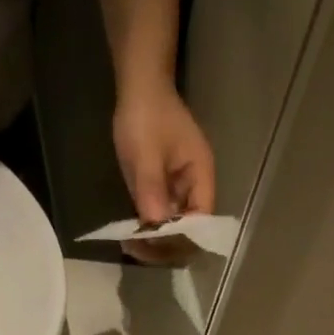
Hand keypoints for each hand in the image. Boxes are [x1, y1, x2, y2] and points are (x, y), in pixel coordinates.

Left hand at [112, 84, 214, 263]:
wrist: (139, 84)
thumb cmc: (146, 112)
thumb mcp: (146, 152)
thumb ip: (152, 188)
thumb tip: (155, 227)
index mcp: (202, 177)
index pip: (201, 222)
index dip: (181, 238)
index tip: (155, 244)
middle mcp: (196, 189)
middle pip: (189, 232)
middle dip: (166, 245)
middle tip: (137, 250)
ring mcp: (180, 192)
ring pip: (174, 230)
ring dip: (155, 242)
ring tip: (130, 247)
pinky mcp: (165, 191)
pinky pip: (160, 219)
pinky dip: (148, 230)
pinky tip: (130, 237)